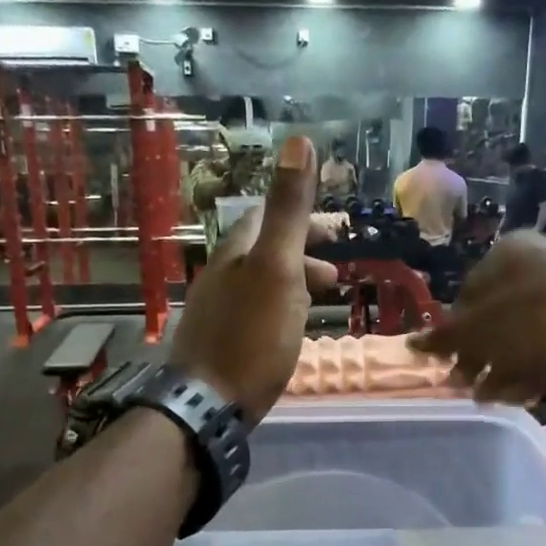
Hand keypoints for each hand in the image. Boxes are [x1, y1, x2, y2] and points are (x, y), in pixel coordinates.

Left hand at [170, 136, 318, 419]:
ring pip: (260, 284)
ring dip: (293, 284)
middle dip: (302, 254)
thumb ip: (288, 210)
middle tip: (337, 273)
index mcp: (235, 253)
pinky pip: (254, 313)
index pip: (265, 217)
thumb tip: (297, 141)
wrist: (208, 404)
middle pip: (263, 252)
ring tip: (321, 302)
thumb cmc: (251, 336)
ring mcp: (216, 311)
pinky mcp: (218, 344)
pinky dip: (279, 310)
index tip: (336, 230)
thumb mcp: (277, 269)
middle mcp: (220, 276)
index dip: (301, 217)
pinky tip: (289, 332)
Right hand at [409, 232, 545, 402]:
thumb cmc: (531, 320)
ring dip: (503, 368)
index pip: (469, 292)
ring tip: (490, 398)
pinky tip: (523, 394)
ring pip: (525, 334)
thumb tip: (412, 343)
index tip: (449, 363)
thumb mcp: (478, 331)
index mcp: (509, 251)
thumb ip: (444, 339)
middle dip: (480, 355)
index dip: (455, 332)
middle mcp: (540, 262)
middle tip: (467, 385)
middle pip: (498, 316)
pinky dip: (535, 367)